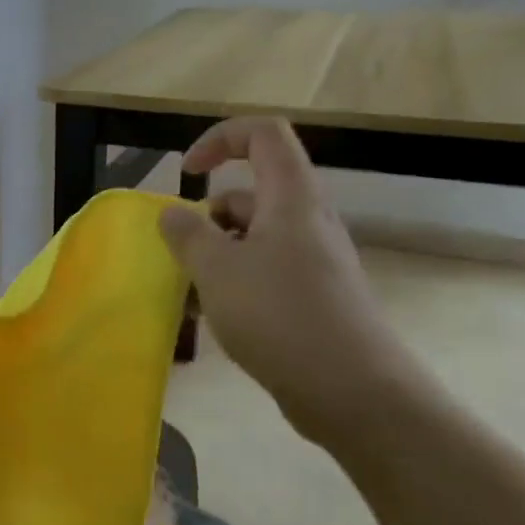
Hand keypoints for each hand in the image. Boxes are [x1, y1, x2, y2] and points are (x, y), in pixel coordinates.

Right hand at [158, 117, 427, 445]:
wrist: (352, 390)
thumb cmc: (279, 315)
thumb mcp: (217, 269)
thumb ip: (188, 234)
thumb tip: (173, 213)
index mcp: (291, 198)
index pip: (262, 134)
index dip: (220, 139)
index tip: (187, 173)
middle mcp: (308, 221)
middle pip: (252, 192)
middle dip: (208, 216)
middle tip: (183, 253)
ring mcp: (314, 261)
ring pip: (255, 237)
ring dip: (217, 254)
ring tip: (191, 293)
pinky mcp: (314, 297)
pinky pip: (266, 271)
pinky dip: (235, 282)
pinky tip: (214, 317)